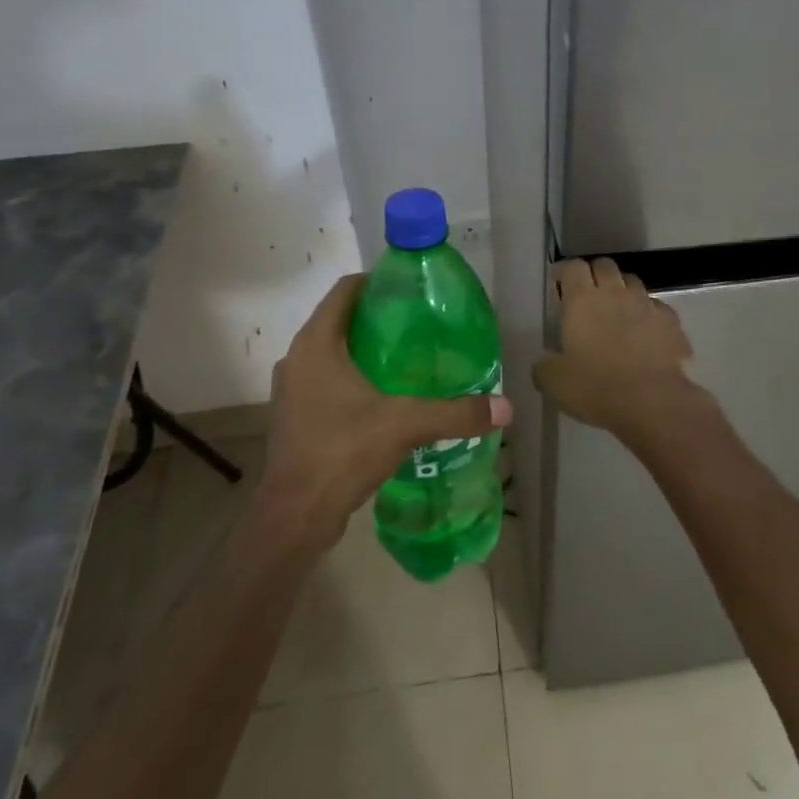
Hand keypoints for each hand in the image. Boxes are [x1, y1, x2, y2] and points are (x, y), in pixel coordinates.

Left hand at [259, 274, 512, 549]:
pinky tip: (387, 396)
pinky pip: (327, 380)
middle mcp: (298, 358)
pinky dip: (354, 377)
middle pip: (341, 319)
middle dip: (379, 317)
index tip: (412, 289)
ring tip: (410, 357)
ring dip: (366, 350)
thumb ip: (455, 413)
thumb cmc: (342, 452)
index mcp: (316, 343)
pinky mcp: (295, 415)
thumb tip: (506, 408)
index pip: (345, 290)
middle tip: (421, 324)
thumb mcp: (405, 425)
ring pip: (333, 352)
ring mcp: (292, 389)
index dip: (377, 281)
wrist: (294, 516)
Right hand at [534, 259, 705, 449]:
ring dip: (622, 290)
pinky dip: (648, 313)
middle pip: (605, 265)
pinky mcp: (671, 321)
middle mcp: (615, 293)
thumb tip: (545, 360)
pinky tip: (645, 332)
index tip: (559, 282)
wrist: (653, 403)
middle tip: (588, 294)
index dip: (565, 271)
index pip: (573, 267)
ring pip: (633, 282)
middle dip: (594, 274)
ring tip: (618, 310)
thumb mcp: (554, 382)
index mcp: (583, 301)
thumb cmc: (597, 388)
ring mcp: (647, 304)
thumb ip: (544, 365)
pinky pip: (657, 307)